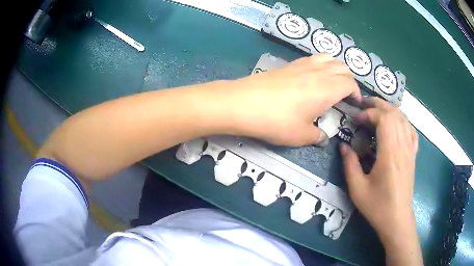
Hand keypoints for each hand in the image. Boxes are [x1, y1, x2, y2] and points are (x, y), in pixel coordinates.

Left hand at [225, 54, 360, 145]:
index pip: (350, 83)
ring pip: (328, 58)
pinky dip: (321, 65)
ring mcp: (303, 64)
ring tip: (332, 82)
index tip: (354, 104)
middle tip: (346, 94)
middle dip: (349, 79)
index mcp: (328, 88)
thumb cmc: (277, 121)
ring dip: (336, 68)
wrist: (243, 103)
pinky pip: (313, 59)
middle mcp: (319, 72)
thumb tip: (322, 137)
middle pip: (342, 67)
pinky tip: (313, 78)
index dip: (356, 93)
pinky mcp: (289, 64)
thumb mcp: (301, 135)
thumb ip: (316, 136)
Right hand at [340, 97, 421, 264]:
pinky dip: (402, 121)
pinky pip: (411, 130)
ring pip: (403, 119)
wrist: (397, 220)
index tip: (356, 120)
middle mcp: (403, 147)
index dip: (369, 114)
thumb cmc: (377, 206)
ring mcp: (410, 150)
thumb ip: (350, 164)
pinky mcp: (413, 155)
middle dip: (378, 104)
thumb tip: (343, 146)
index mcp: (390, 154)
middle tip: (364, 104)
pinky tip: (396, 123)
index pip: (384, 119)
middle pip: (394, 114)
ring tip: (377, 110)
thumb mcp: (357, 189)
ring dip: (390, 110)